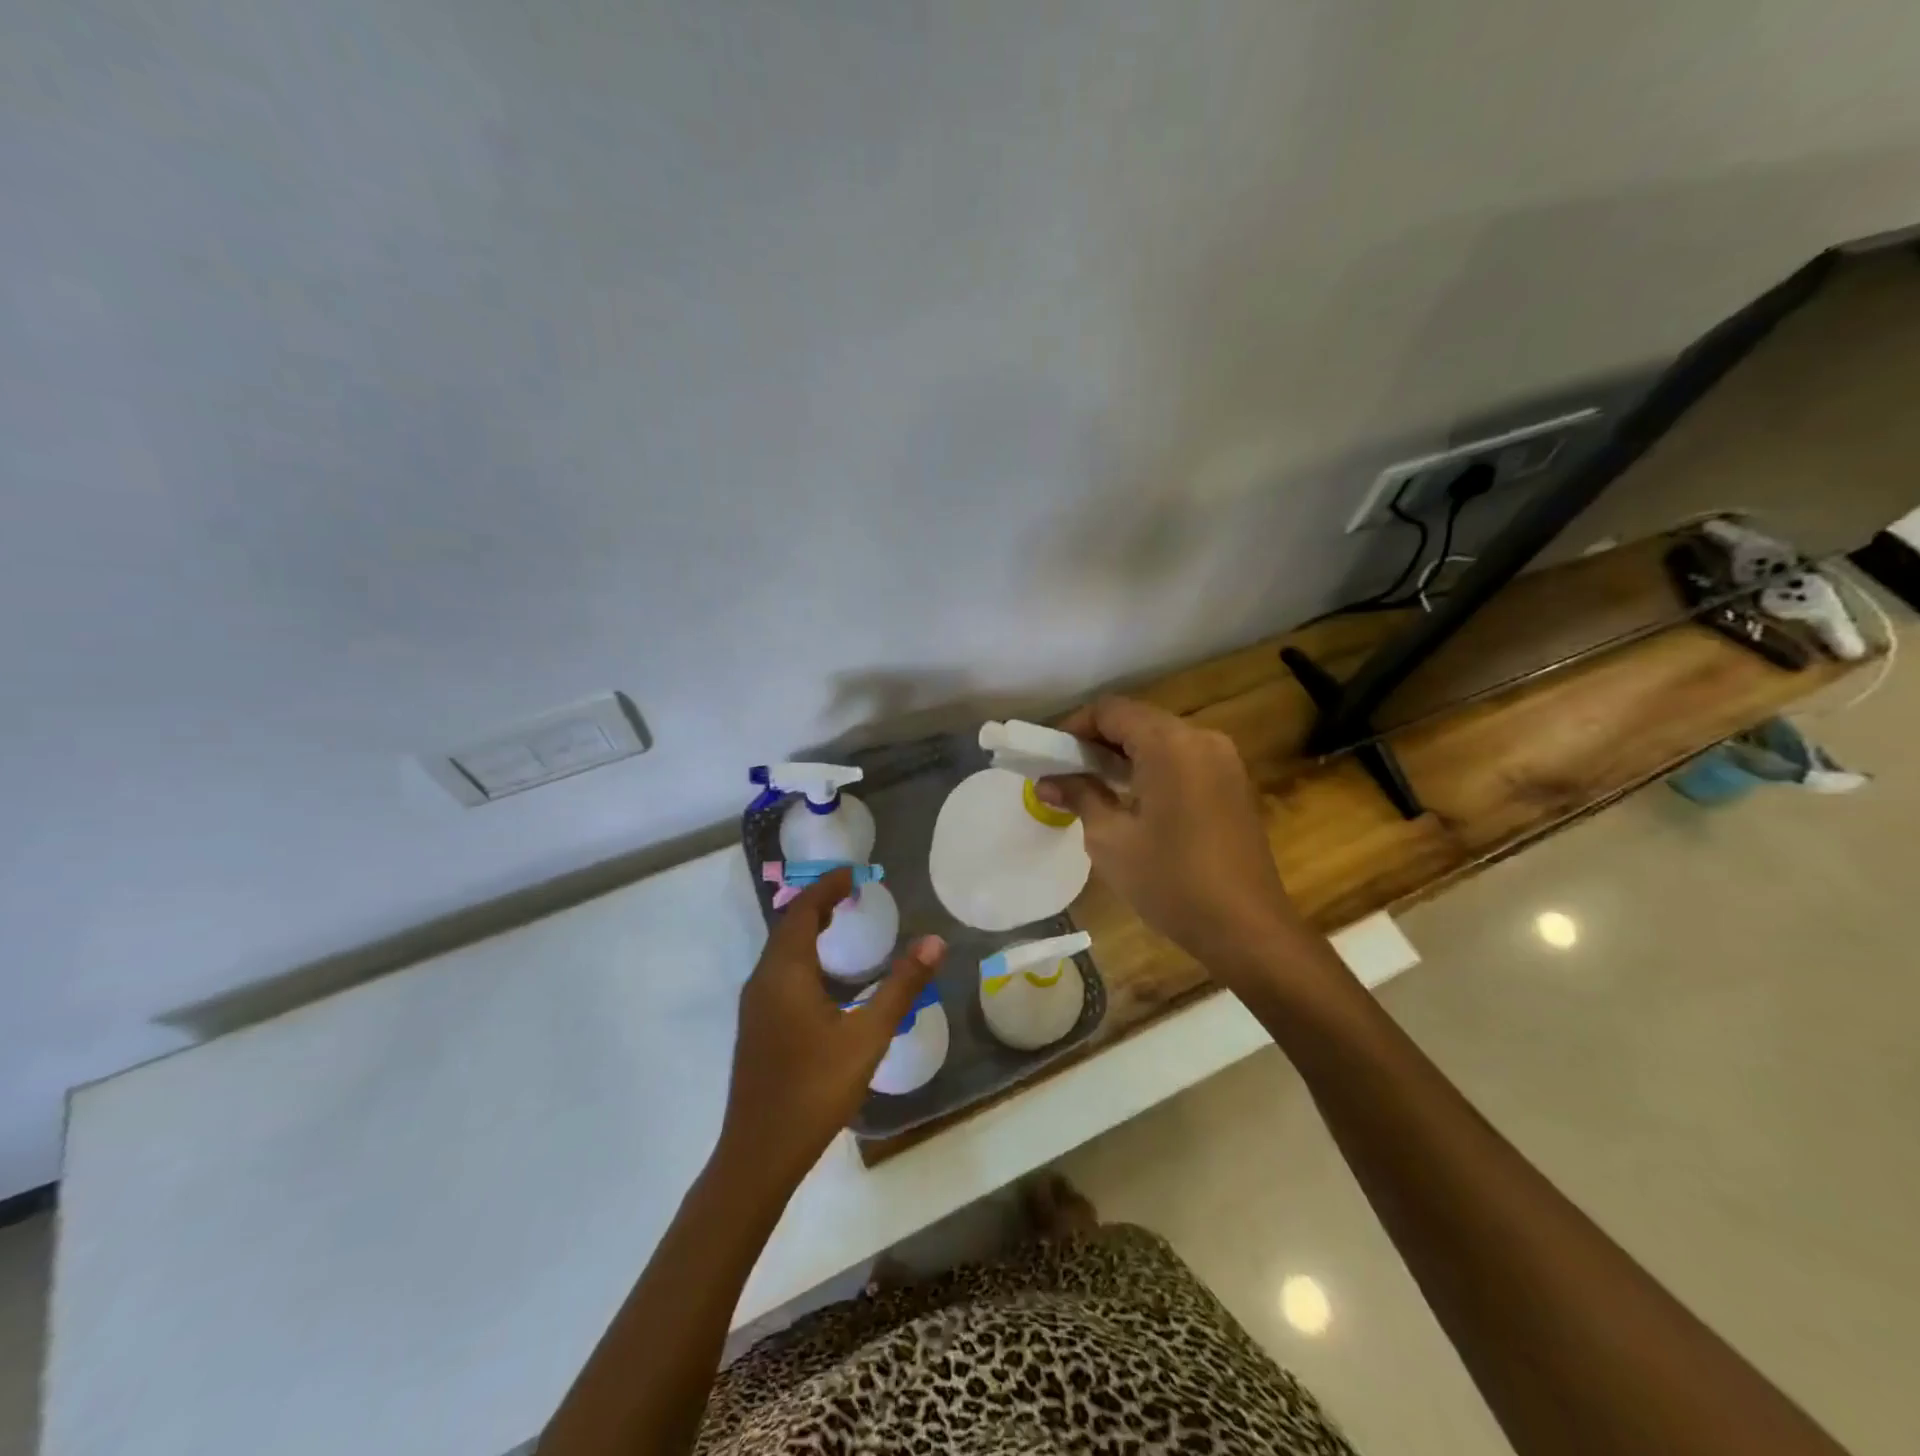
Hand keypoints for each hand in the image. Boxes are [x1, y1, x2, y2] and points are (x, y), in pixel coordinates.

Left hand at [716, 868, 945, 1192]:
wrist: (759, 1153)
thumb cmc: (815, 1088)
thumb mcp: (868, 1035)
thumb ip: (902, 986)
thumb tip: (935, 942)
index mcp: (785, 972)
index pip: (804, 911)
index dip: (828, 887)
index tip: (855, 873)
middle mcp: (763, 980)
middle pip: (788, 926)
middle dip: (818, 904)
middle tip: (852, 893)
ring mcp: (754, 1005)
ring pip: (780, 951)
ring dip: (808, 930)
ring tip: (840, 923)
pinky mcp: (755, 1027)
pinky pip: (778, 972)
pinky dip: (802, 956)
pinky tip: (825, 980)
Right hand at [1036, 697, 1306, 986]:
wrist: (1246, 928)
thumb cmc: (1170, 881)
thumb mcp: (1110, 839)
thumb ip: (1079, 796)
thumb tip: (1046, 782)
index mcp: (1169, 744)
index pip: (1111, 710)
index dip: (1074, 726)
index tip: (1050, 757)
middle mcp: (1201, 738)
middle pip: (1138, 720)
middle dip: (1098, 741)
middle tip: (1067, 773)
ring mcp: (1224, 760)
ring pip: (1162, 739)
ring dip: (1125, 755)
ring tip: (1095, 787)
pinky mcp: (1234, 783)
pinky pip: (1184, 759)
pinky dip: (1153, 767)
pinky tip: (1135, 801)